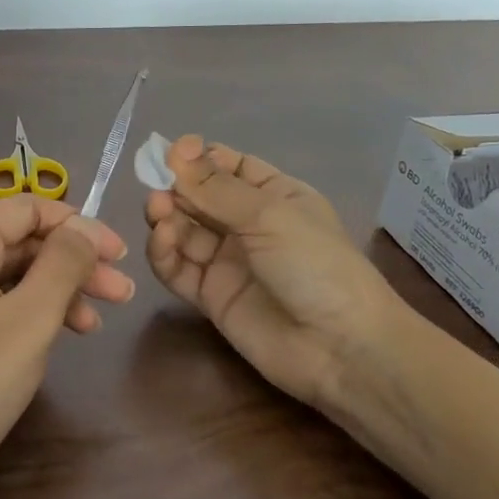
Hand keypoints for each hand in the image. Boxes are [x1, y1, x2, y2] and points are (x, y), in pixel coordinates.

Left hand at [0, 196, 133, 492]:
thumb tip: (85, 226)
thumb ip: (63, 263)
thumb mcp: (30, 319)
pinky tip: (59, 333)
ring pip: (5, 272)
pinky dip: (25, 310)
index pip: (24, 209)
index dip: (77, 225)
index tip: (120, 254)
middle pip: (16, 242)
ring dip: (54, 289)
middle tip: (121, 291)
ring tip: (98, 321)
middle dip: (71, 263)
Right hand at [144, 136, 401, 404]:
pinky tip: (163, 241)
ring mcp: (226, 261)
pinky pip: (177, 267)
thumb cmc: (315, 265)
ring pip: (183, 230)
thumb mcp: (269, 215)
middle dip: (176, 187)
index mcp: (273, 195)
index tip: (171, 153)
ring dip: (166, 217)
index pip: (227, 166)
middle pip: (198, 196)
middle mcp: (247, 224)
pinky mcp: (209, 295)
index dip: (197, 158)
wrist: (340, 348)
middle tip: (157, 187)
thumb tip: (175, 150)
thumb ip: (215, 187)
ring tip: (158, 212)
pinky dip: (164, 252)